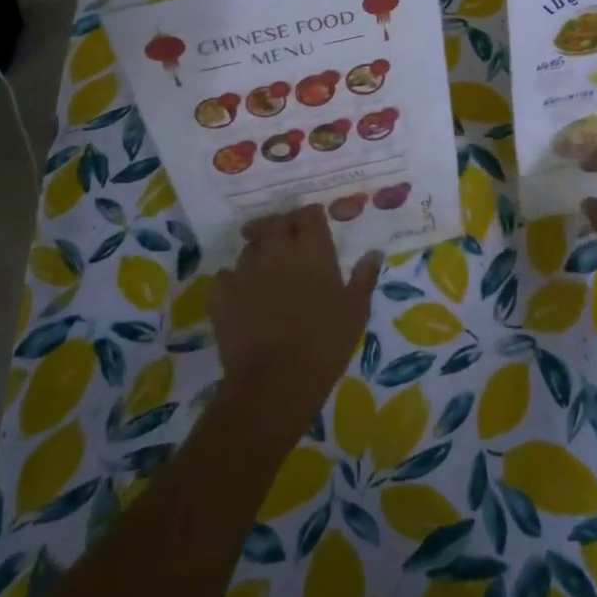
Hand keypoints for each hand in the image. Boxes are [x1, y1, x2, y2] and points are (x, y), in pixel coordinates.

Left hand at [210, 205, 379, 438]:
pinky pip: (226, 275)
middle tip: (289, 241)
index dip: (311, 217)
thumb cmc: (325, 343)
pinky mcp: (221, 292)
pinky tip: (242, 295)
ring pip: (251, 246)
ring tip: (268, 270)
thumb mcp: (356, 310)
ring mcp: (245, 269)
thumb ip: (364, 276)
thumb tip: (374, 253)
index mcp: (312, 249)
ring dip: (260, 251)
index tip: (315, 226)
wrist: (274, 381)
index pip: (309, 214)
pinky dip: (235, 279)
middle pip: (276, 223)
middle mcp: (277, 249)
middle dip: (283, 226)